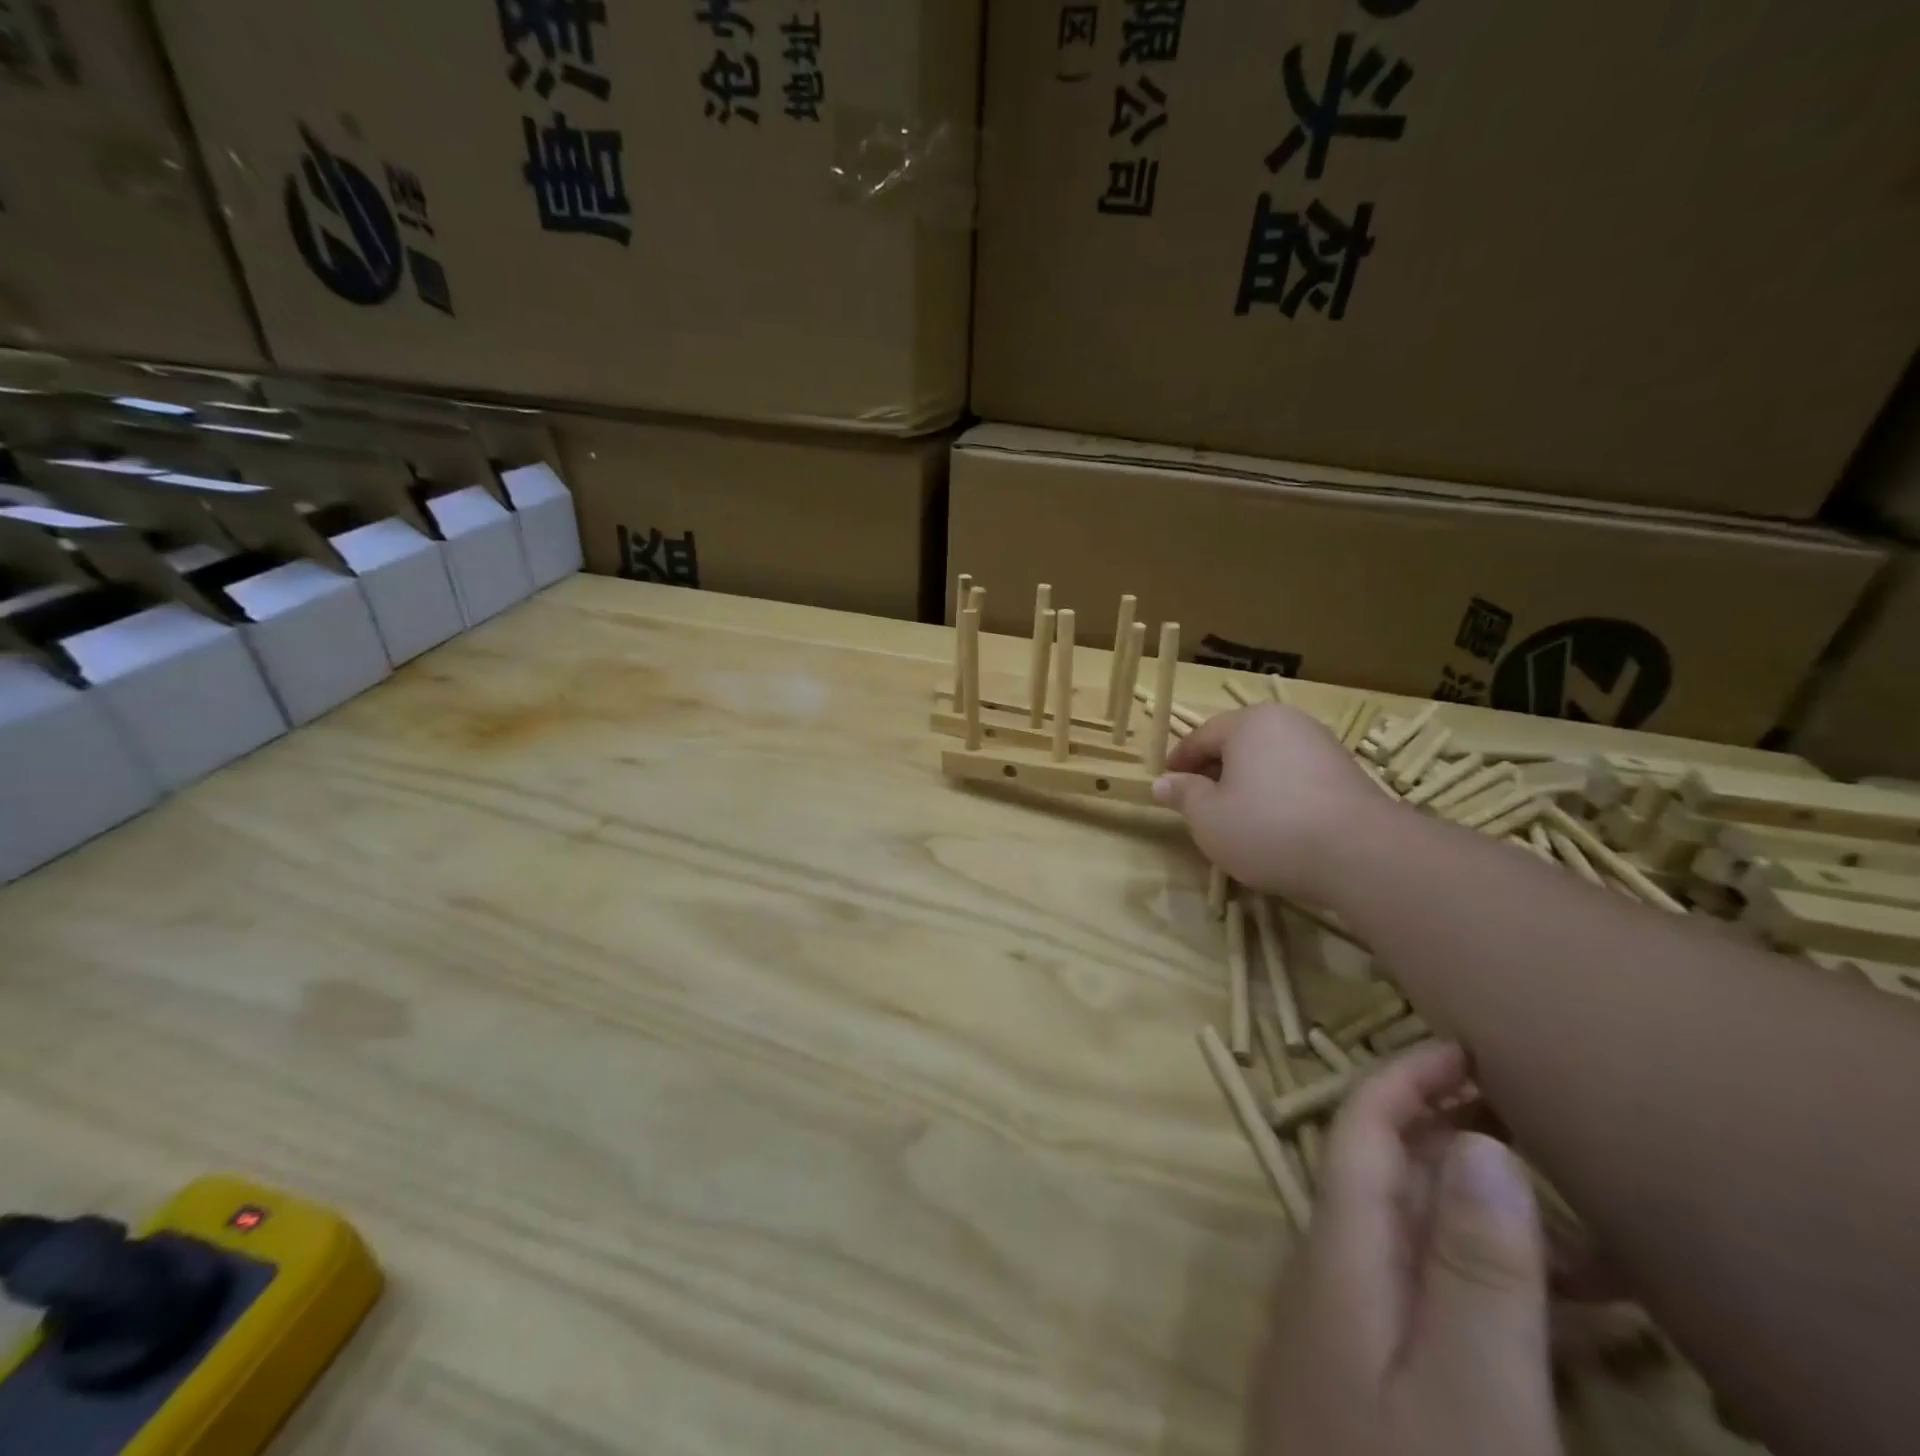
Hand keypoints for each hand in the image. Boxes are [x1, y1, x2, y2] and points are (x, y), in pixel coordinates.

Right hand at [1151, 705, 1396, 903]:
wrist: (1362, 854)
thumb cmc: (1268, 827)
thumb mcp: (1208, 818)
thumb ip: (1183, 795)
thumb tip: (1163, 782)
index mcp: (1249, 722)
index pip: (1200, 736)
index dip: (1178, 762)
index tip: (1166, 785)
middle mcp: (1287, 722)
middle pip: (1237, 744)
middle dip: (1213, 772)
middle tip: (1197, 805)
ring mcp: (1322, 746)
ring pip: (1268, 761)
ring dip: (1246, 785)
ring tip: (1235, 819)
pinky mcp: (1347, 774)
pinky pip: (1296, 777)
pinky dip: (1277, 795)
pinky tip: (1275, 826)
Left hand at [1249, 1043, 1560, 1455]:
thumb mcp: (1468, 1398)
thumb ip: (1472, 1268)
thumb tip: (1478, 1141)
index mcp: (1338, 1254)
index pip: (1360, 1132)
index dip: (1403, 1078)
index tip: (1466, 1046)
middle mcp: (1335, 1275)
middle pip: (1394, 1182)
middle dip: (1467, 1149)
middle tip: (1560, 1140)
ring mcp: (1353, 1334)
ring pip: (1427, 1249)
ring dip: (1503, 1234)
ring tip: (1614, 1247)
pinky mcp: (1380, 1391)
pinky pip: (1442, 1316)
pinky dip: (1505, 1304)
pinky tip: (1585, 1332)